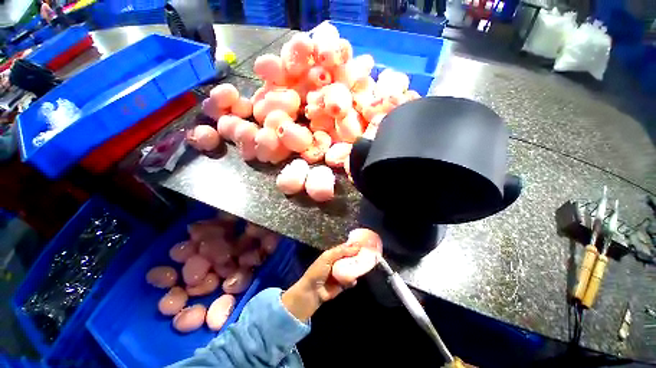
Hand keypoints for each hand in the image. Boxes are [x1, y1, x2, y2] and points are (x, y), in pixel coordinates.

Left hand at [281, 244, 358, 321]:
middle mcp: (338, 262)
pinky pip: (351, 280)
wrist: (312, 292)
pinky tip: (353, 280)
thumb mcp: (328, 257)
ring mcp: (341, 273)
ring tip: (364, 266)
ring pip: (352, 268)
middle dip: (358, 256)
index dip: (353, 246)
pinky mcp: (343, 284)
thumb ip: (341, 251)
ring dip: (357, 268)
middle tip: (367, 255)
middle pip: (351, 257)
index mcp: (333, 254)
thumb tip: (356, 245)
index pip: (345, 248)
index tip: (364, 244)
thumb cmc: (318, 271)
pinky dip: (353, 280)